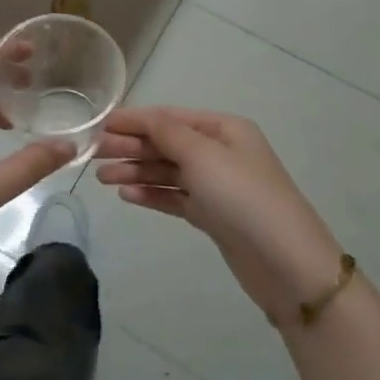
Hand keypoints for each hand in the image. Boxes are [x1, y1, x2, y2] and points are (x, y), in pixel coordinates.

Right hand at [96, 106, 341, 319]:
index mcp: (223, 129)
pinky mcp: (212, 215)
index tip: (99, 124)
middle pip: (166, 143)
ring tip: (103, 179)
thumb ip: (167, 133)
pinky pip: (175, 197)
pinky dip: (151, 194)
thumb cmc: (243, 197)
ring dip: (136, 171)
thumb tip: (143, 116)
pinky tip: (127, 195)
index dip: (133, 120)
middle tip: (92, 154)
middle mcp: (219, 152)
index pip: (169, 117)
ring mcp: (216, 185)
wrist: (287, 264)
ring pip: (167, 171)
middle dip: (131, 146)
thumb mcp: (203, 155)